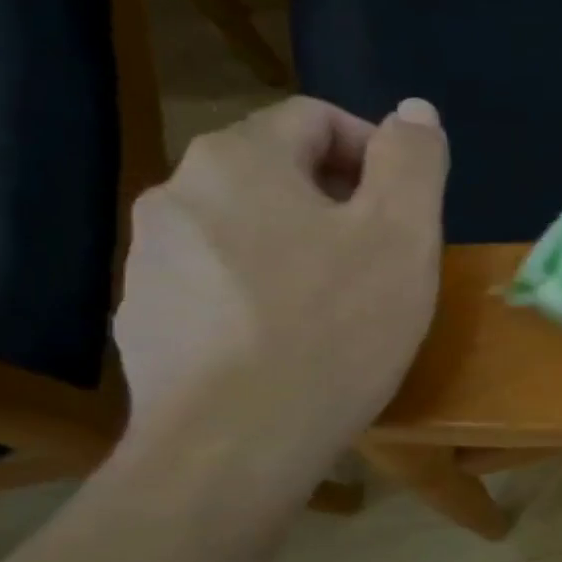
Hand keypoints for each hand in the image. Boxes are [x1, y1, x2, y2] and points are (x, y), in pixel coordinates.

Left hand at [113, 97, 447, 477]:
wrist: (233, 449)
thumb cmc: (333, 329)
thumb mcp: (402, 234)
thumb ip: (414, 159)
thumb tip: (414, 112)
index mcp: (239, 159)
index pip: (317, 119)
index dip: (375, 153)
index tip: (407, 210)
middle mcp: (178, 194)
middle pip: (278, 174)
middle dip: (340, 205)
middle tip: (384, 262)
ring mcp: (151, 263)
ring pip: (247, 231)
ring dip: (298, 250)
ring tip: (340, 308)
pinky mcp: (147, 323)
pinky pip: (218, 286)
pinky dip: (260, 296)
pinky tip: (290, 346)